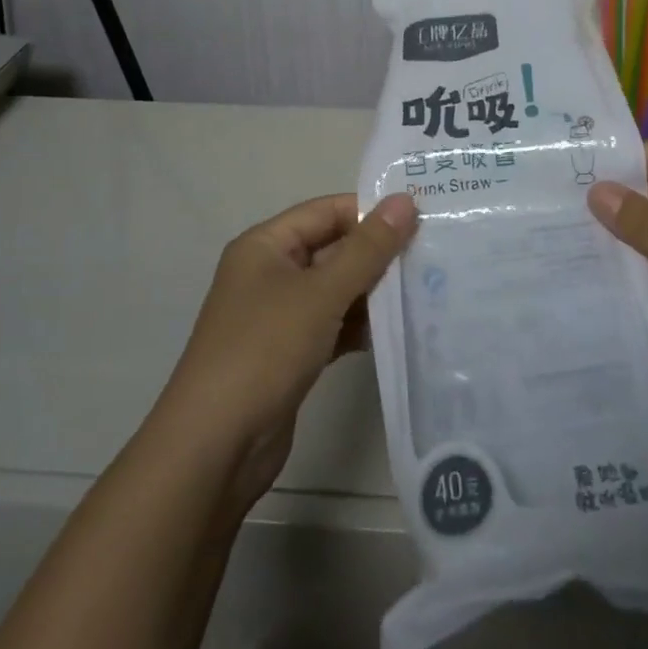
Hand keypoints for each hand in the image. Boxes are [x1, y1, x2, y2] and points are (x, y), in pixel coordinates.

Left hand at [157, 193, 417, 513]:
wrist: (215, 448)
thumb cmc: (264, 350)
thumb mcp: (321, 293)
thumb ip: (367, 248)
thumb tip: (405, 201)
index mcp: (265, 246)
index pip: (326, 211)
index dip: (369, 211)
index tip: (420, 218)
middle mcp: (269, 273)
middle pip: (332, 249)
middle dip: (377, 253)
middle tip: (432, 254)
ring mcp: (278, 316)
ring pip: (335, 290)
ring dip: (373, 292)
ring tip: (425, 290)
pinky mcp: (289, 354)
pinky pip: (332, 325)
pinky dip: (359, 325)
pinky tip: (396, 331)